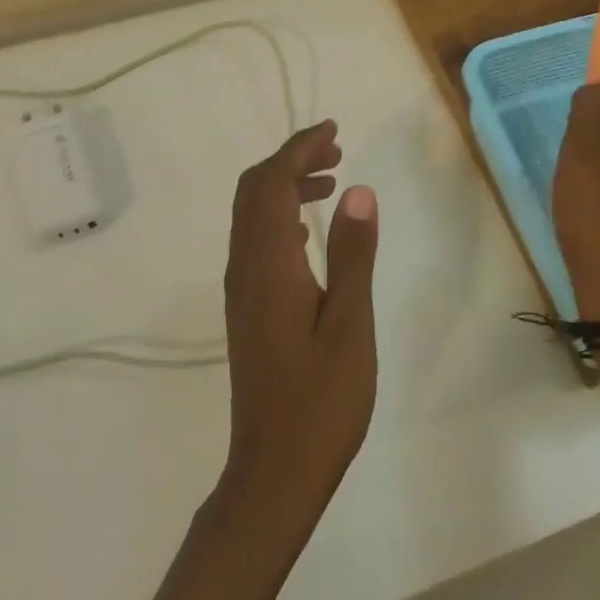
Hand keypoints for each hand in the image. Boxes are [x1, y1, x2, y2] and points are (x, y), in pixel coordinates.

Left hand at [220, 120, 379, 519]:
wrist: (274, 469)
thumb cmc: (321, 401)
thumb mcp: (350, 325)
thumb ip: (353, 255)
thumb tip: (358, 191)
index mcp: (268, 266)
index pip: (271, 183)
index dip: (298, 149)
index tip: (333, 130)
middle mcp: (244, 269)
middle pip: (253, 192)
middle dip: (290, 160)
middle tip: (335, 151)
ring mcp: (241, 291)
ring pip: (252, 216)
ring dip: (284, 187)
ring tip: (330, 181)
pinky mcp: (247, 310)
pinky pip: (256, 243)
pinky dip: (280, 218)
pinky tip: (308, 232)